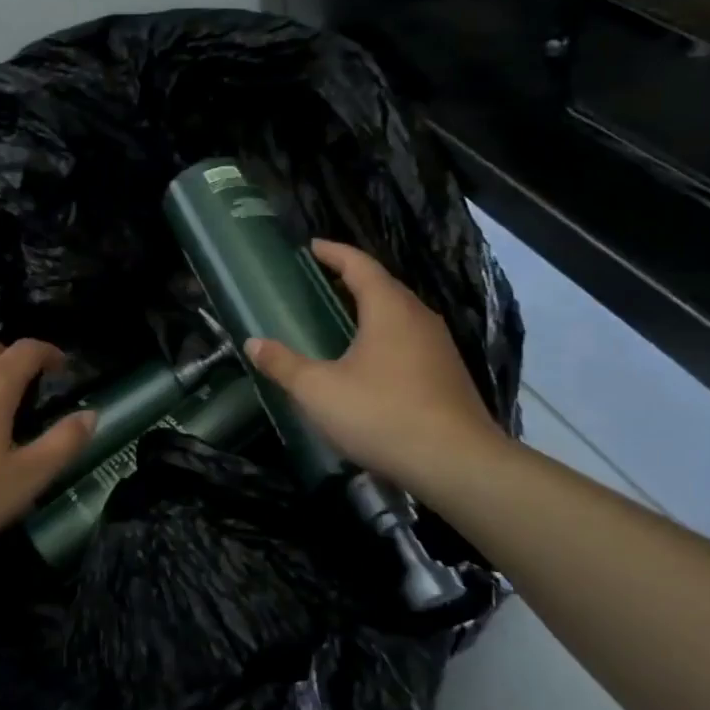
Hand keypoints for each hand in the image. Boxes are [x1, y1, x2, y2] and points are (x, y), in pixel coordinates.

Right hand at [244, 239, 509, 500]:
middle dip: (351, 278)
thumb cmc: (382, 414)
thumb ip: (284, 365)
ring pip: (400, 314)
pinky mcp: (448, 375)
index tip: (311, 246)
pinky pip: (410, 340)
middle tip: (320, 281)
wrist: (457, 464)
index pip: (360, 265)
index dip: (333, 252)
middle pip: (383, 286)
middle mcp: (419, 318)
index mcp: (389, 308)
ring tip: (342, 317)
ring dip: (371, 308)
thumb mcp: (319, 390)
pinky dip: (386, 336)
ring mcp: (439, 347)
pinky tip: (371, 360)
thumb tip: (253, 343)